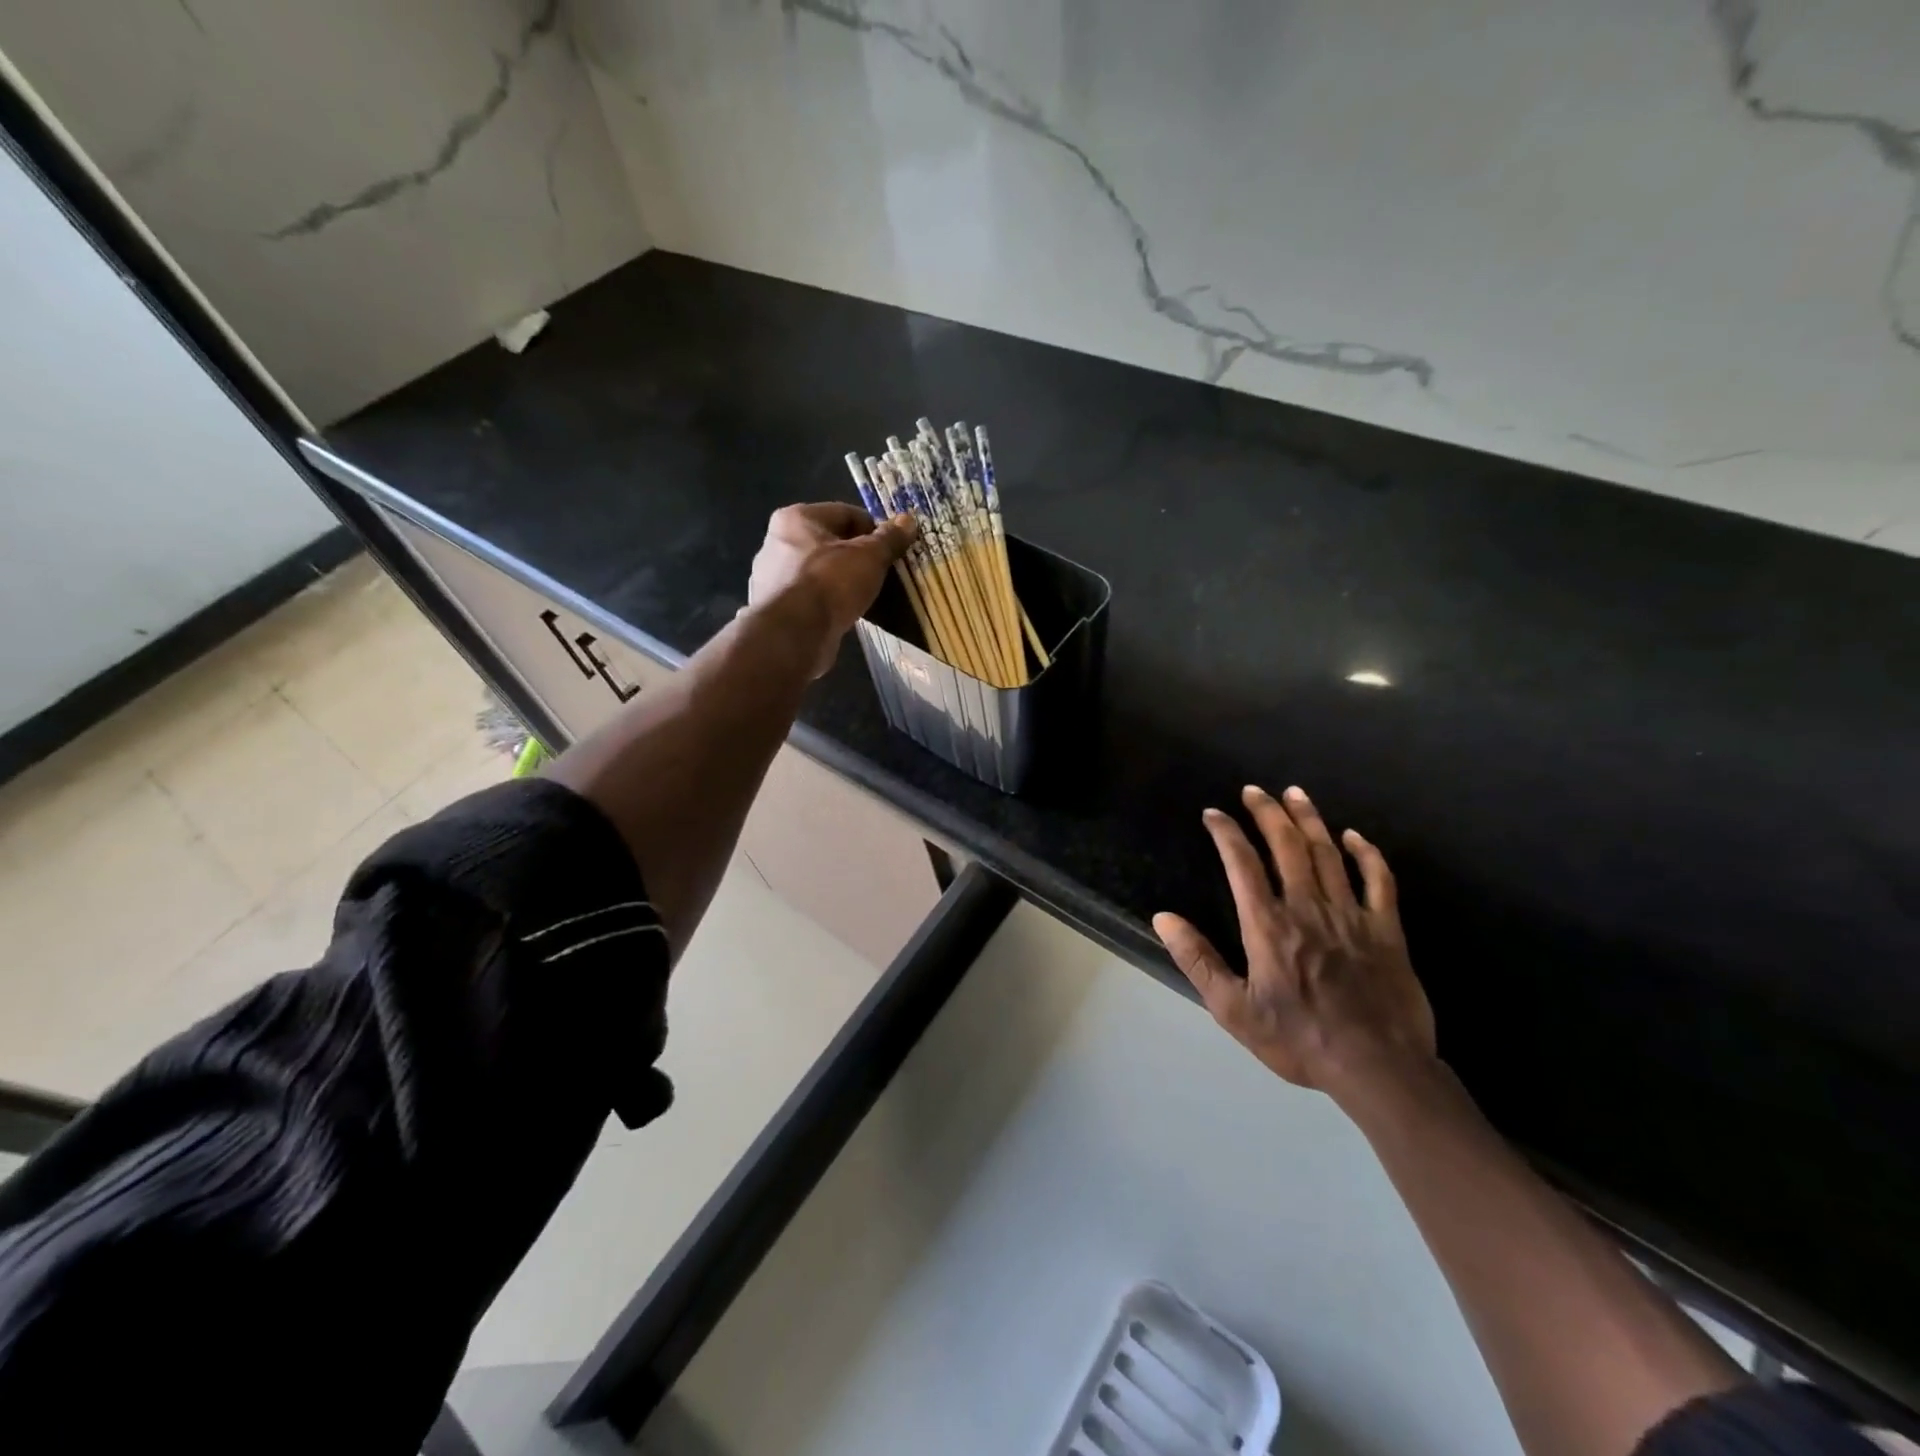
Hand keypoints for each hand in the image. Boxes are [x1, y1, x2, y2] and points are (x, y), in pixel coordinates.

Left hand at [746, 503, 915, 676]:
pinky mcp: (775, 609)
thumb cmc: (831, 583)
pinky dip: (829, 603)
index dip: (874, 529)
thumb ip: (889, 538)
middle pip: (830, 543)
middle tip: (883, 573)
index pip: (845, 513)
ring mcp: (772, 578)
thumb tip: (908, 520)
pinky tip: (846, 614)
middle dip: (857, 556)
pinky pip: (811, 598)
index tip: (892, 548)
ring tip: (867, 596)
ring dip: (842, 581)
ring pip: (820, 572)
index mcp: (796, 519)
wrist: (795, 634)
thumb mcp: (870, 556)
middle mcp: (777, 543)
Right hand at [1153, 785, 1435, 1099]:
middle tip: (1254, 791)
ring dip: (1310, 819)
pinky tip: (1355, 836)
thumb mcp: (1234, 1010)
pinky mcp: (1386, 930)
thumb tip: (1164, 918)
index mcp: (1268, 926)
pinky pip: (1378, 881)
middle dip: (1268, 813)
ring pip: (1328, 853)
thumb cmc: (1299, 1040)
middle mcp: (1308, 908)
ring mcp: (1351, 915)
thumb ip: (1198, 961)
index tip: (1213, 814)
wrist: (1378, 1069)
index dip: (1226, 833)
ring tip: (1295, 794)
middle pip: (1287, 846)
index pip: (1242, 864)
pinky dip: (1367, 854)